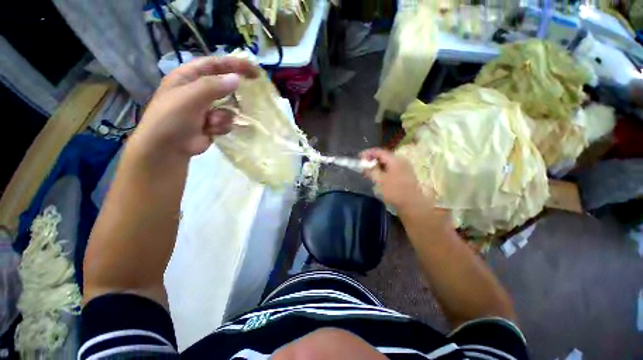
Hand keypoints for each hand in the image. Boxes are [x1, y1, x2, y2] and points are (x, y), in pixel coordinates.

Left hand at [131, 56, 257, 158]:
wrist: (167, 149)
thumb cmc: (172, 118)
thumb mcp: (190, 97)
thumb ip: (213, 86)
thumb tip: (237, 79)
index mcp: (188, 77)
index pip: (214, 64)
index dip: (233, 64)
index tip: (253, 69)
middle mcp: (198, 91)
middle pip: (224, 85)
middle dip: (235, 90)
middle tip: (252, 90)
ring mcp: (206, 108)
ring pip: (228, 107)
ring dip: (223, 116)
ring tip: (211, 122)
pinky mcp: (213, 123)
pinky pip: (227, 121)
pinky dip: (221, 126)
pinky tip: (210, 131)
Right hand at [360, 148, 434, 213]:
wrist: (412, 204)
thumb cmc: (394, 191)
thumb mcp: (379, 180)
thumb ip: (370, 171)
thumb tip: (364, 165)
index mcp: (395, 160)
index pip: (379, 151)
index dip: (368, 153)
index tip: (359, 157)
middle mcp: (401, 161)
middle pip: (384, 156)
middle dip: (372, 159)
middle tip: (363, 165)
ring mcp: (404, 168)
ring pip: (387, 163)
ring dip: (377, 165)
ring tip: (368, 171)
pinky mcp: (404, 175)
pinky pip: (391, 168)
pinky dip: (383, 170)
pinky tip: (378, 176)